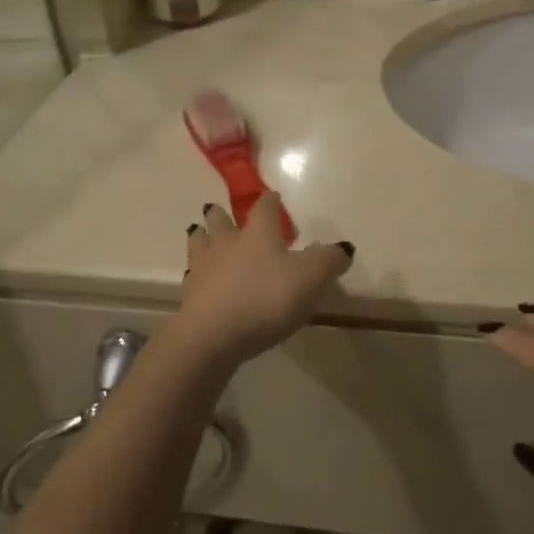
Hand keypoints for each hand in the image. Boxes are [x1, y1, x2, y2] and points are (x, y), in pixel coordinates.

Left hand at [169, 195, 351, 367]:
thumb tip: (343, 249)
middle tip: (222, 213)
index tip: (273, 197)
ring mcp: (204, 268)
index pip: (264, 208)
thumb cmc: (266, 298)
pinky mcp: (190, 296)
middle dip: (222, 215)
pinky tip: (200, 280)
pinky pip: (193, 277)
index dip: (271, 201)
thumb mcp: (310, 278)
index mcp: (258, 233)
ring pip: (200, 243)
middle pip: (220, 220)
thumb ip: (328, 261)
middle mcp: (227, 243)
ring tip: (202, 236)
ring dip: (202, 238)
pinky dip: (197, 275)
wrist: (213, 335)